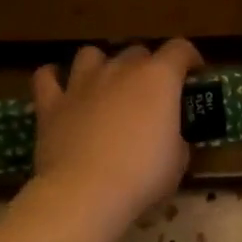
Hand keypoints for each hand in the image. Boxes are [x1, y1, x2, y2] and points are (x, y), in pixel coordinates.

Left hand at [31, 40, 202, 226]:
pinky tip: (60, 89)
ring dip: (101, 65)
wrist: (86, 192)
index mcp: (158, 79)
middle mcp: (120, 70)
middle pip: (137, 52)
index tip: (195, 73)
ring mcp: (82, 84)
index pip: (180, 49)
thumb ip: (176, 139)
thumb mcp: (178, 161)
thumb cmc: (143, 176)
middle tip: (151, 93)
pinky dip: (54, 79)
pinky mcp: (51, 104)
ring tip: (106, 85)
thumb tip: (169, 139)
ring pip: (91, 54)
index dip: (190, 58)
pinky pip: (47, 77)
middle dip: (147, 67)